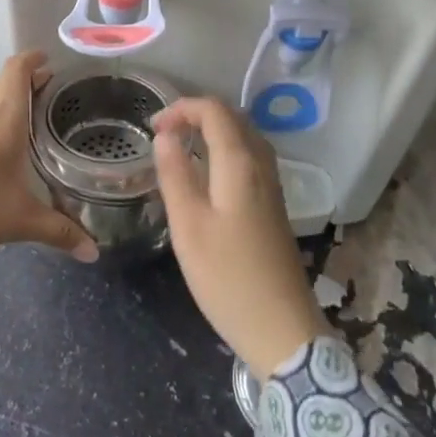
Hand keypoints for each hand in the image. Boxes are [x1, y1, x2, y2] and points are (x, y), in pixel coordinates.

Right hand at [153, 97, 323, 378]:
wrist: (282, 328)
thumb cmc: (228, 277)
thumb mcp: (188, 226)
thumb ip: (175, 175)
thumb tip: (165, 136)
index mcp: (240, 163)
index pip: (214, 110)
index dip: (181, 108)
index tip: (152, 128)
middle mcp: (262, 165)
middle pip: (233, 117)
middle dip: (196, 114)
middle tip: (163, 134)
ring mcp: (272, 185)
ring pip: (244, 136)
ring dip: (212, 130)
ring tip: (181, 147)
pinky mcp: (274, 205)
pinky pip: (250, 157)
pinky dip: (225, 149)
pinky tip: (207, 174)